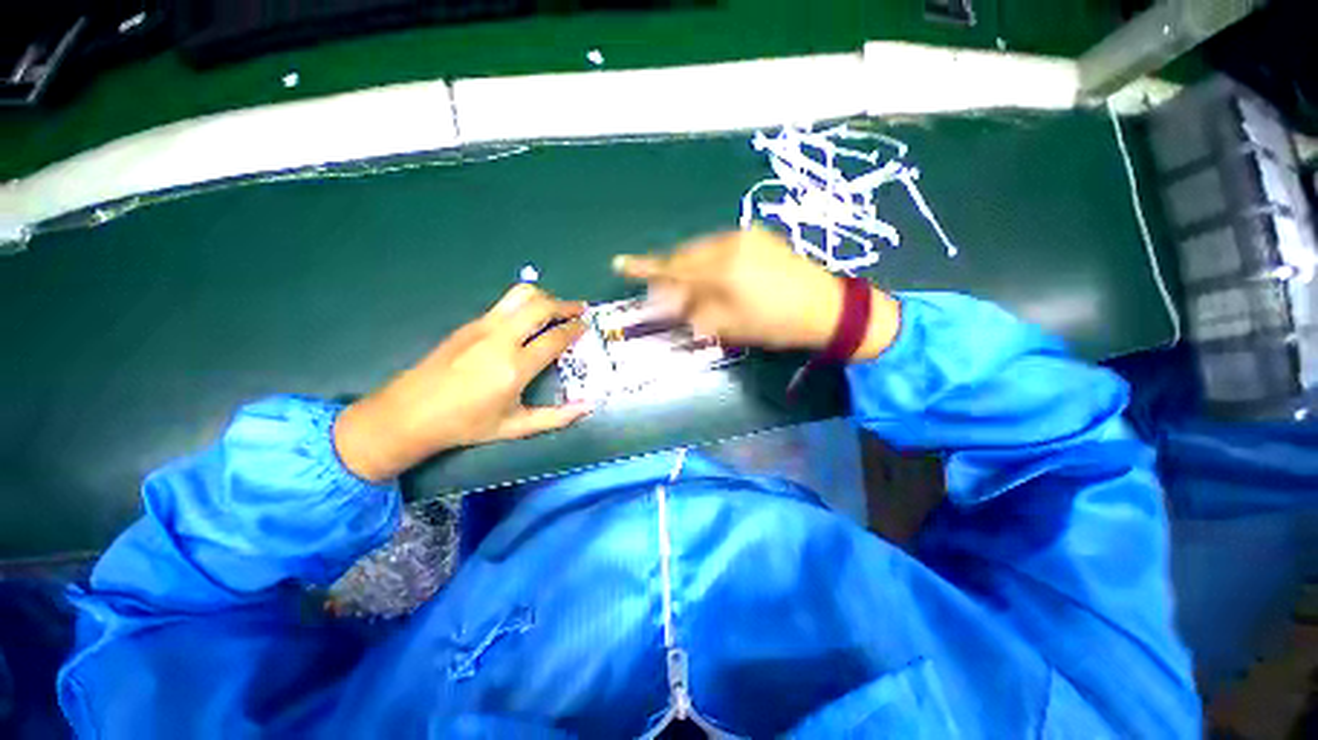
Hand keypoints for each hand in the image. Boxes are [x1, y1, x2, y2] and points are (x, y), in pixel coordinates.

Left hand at [334, 284, 591, 481]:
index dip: (575, 329)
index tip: (587, 325)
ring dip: (545, 297)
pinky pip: (505, 304)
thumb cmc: (466, 425)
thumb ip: (556, 417)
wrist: (409, 413)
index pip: (555, 338)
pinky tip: (530, 318)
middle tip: (580, 310)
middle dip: (565, 305)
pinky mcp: (469, 324)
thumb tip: (589, 406)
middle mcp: (501, 340)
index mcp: (515, 368)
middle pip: (540, 307)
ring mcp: (482, 327)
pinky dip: (525, 304)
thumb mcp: (516, 427)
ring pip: (520, 296)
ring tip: (557, 308)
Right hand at [614, 228, 899, 357]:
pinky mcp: (759, 237)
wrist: (829, 307)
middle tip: (661, 291)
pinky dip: (709, 262)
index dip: (645, 268)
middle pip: (686, 255)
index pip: (674, 267)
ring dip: (690, 267)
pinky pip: (721, 247)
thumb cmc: (777, 323)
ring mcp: (747, 236)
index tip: (620, 264)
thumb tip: (669, 302)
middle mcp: (730, 243)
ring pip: (703, 250)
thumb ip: (695, 311)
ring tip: (687, 288)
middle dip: (670, 272)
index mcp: (723, 267)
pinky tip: (712, 277)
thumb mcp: (731, 325)